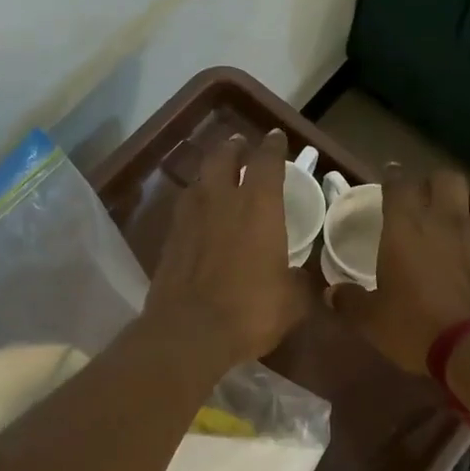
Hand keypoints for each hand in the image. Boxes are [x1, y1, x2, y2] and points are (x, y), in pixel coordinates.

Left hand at [143, 128, 307, 368]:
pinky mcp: (169, 239)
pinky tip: (198, 212)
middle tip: (241, 146)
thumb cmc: (251, 311)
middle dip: (234, 148)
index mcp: (259, 207)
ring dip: (210, 171)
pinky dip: (194, 202)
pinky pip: (184, 207)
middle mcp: (222, 201)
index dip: (273, 147)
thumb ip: (300, 281)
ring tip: (217, 175)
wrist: (189, 333)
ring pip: (199, 179)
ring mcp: (190, 218)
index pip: (266, 162)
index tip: (276, 138)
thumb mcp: (293, 301)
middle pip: (224, 158)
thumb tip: (300, 275)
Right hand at [326, 166, 469, 373]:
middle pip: (446, 179)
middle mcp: (449, 221)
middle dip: (435, 184)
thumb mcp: (372, 321)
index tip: (389, 179)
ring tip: (464, 220)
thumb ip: (351, 302)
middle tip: (427, 202)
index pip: (398, 185)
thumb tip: (330, 294)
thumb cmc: (418, 328)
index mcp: (407, 228)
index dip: (393, 179)